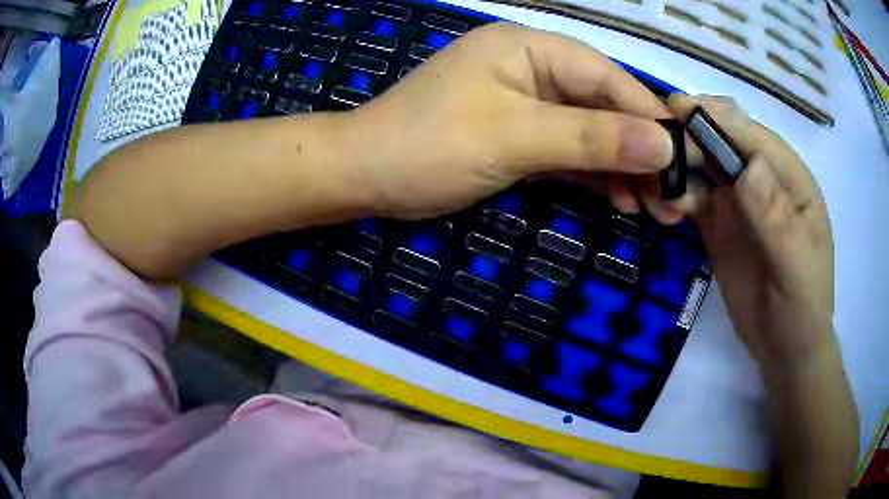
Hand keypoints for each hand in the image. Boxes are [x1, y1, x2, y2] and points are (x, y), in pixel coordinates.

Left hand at [347, 23, 673, 218]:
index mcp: (530, 49)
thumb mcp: (514, 137)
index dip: (649, 118)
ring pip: (589, 132)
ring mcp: (526, 103)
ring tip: (656, 209)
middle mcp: (533, 68)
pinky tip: (621, 199)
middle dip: (640, 152)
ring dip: (622, 169)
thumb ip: (591, 138)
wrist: (365, 176)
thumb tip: (662, 146)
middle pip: (603, 106)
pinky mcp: (518, 135)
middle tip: (674, 199)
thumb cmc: (429, 146)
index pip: (607, 78)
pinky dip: (594, 175)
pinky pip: (568, 151)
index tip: (685, 160)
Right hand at [665, 95, 835, 369]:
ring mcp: (738, 200)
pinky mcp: (718, 222)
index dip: (717, 119)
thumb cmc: (802, 308)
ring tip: (653, 189)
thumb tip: (748, 164)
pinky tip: (664, 211)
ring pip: (701, 165)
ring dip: (676, 167)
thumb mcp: (796, 267)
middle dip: (689, 138)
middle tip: (653, 152)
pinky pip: (692, 196)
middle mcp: (762, 179)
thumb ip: (776, 218)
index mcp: (789, 179)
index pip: (752, 136)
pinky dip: (674, 196)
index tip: (677, 108)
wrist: (784, 348)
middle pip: (721, 141)